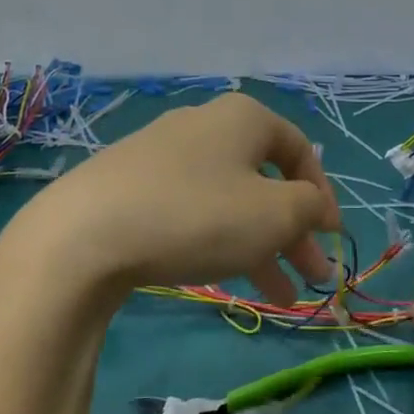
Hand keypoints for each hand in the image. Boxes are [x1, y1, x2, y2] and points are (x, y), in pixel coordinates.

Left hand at [0, 93, 341, 309]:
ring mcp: (163, 152)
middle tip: (310, 277)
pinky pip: (191, 208)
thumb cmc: (197, 215)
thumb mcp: (274, 215)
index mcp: (243, 118)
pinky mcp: (131, 183)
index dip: (323, 195)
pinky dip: (217, 239)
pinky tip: (221, 275)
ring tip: (277, 295)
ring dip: (259, 243)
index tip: (331, 239)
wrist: (83, 234)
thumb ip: (310, 207)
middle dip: (293, 230)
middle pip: (264, 178)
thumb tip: (317, 206)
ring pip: (228, 198)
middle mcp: (204, 124)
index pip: (300, 150)